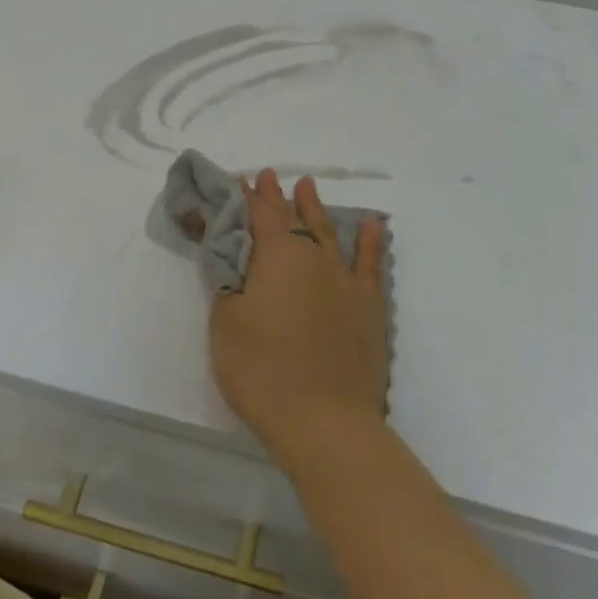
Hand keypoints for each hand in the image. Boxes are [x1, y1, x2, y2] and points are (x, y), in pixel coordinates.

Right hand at [210, 169, 388, 465]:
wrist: (326, 422)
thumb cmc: (264, 371)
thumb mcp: (225, 323)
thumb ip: (229, 281)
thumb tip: (235, 254)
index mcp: (277, 257)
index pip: (260, 215)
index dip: (250, 196)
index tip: (243, 179)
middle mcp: (313, 257)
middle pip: (293, 219)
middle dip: (278, 197)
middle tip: (271, 177)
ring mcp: (345, 280)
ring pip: (328, 232)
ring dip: (315, 208)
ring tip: (308, 186)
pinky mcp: (368, 306)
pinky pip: (371, 263)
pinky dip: (370, 241)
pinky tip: (372, 225)